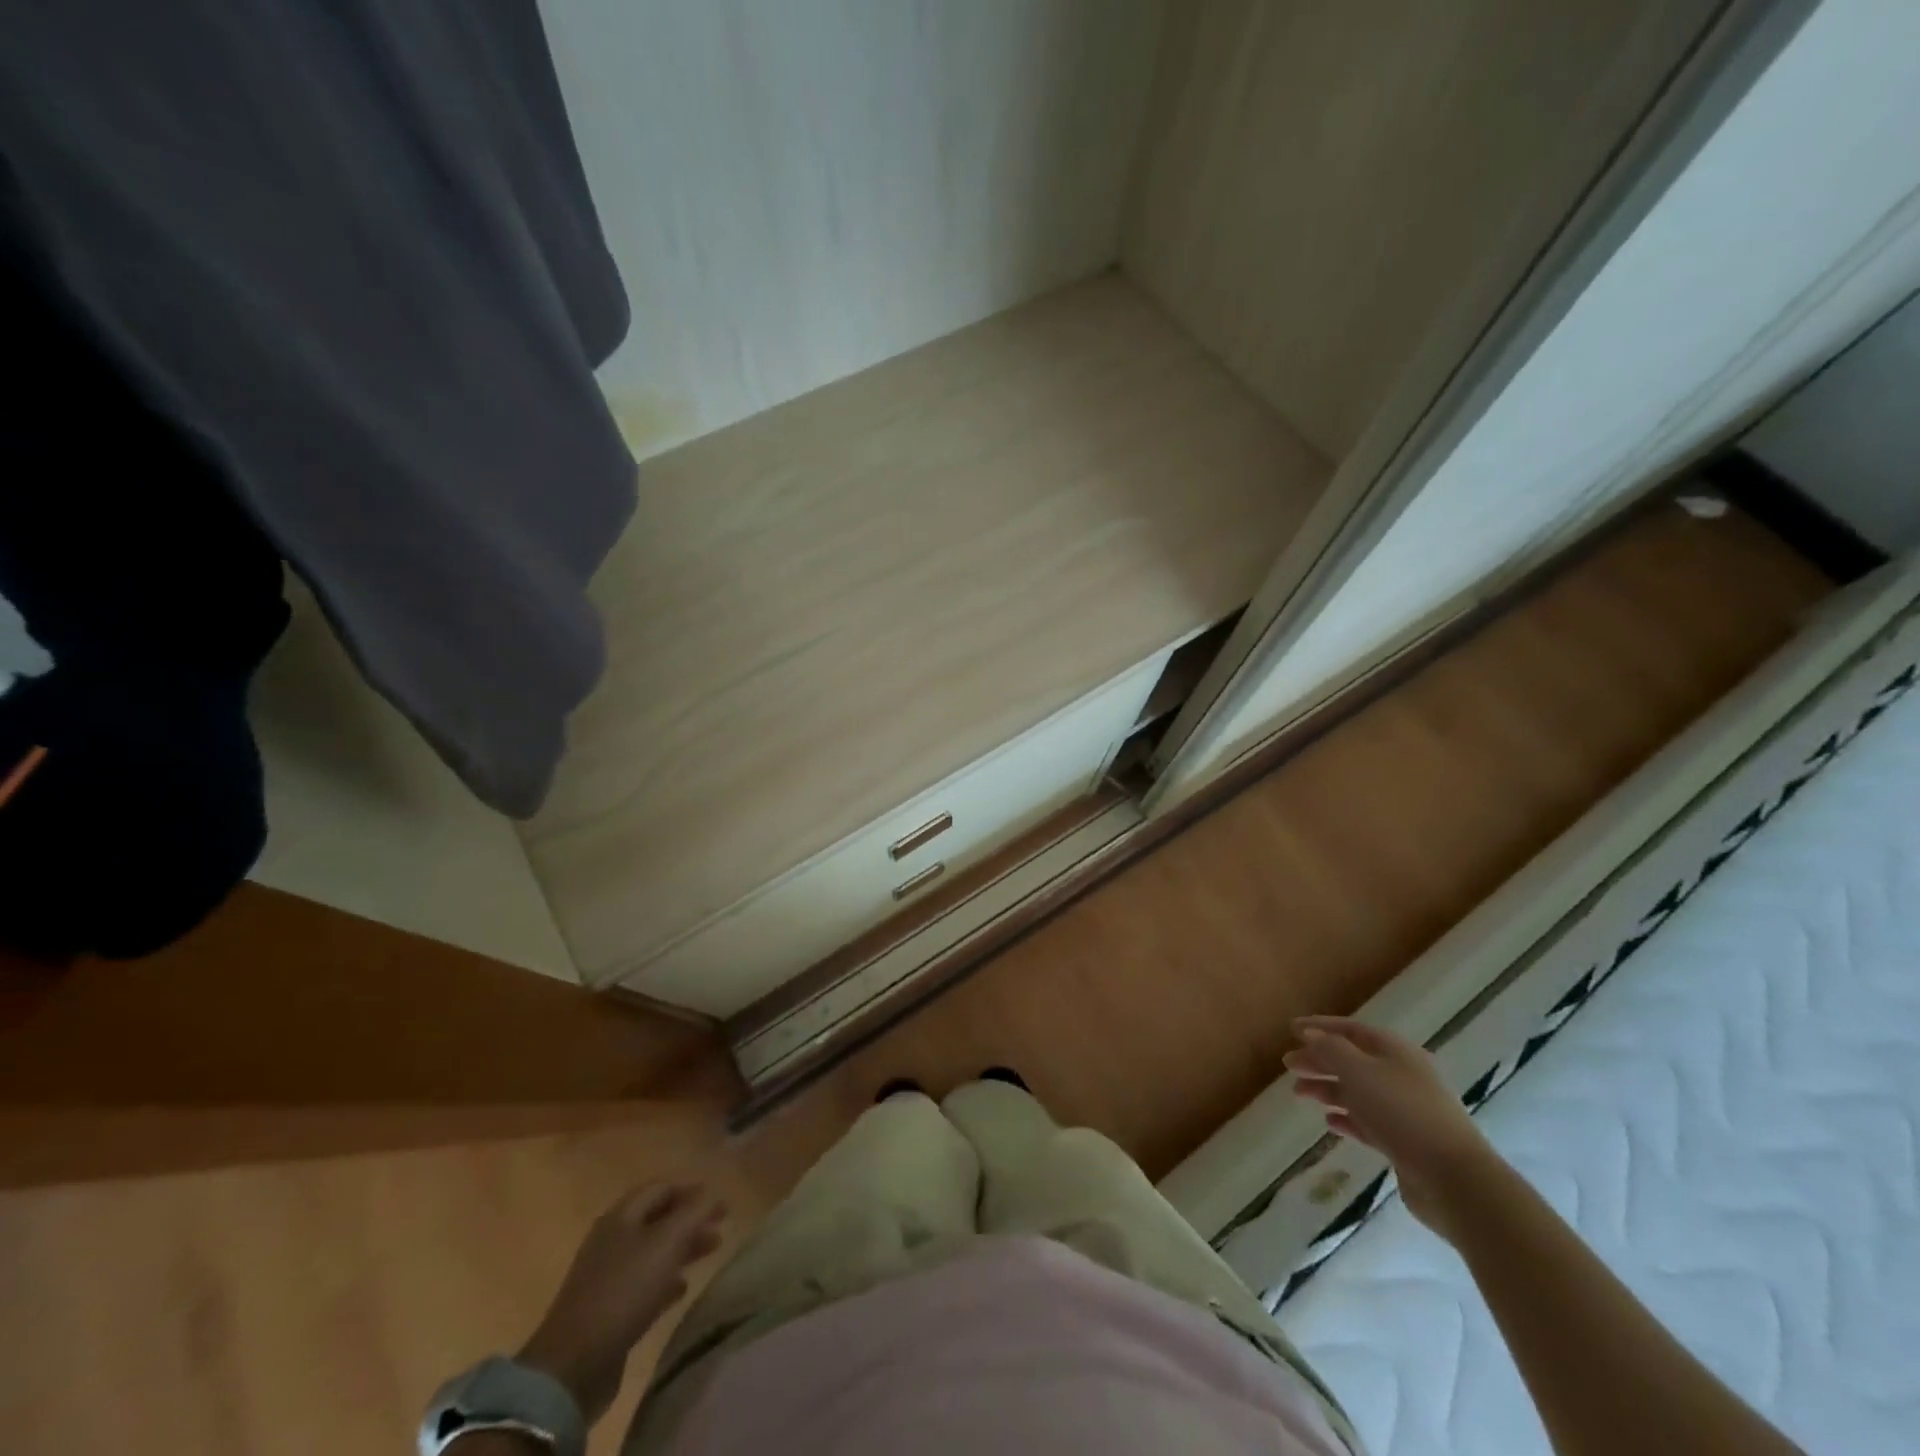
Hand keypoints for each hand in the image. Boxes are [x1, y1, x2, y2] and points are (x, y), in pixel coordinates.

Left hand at [517, 1183, 725, 1423]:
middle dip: (690, 1220)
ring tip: (710, 1253)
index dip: (692, 1191)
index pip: (662, 1188)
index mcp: (621, 1216)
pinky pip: (643, 1284)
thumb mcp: (667, 1242)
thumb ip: (694, 1212)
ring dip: (682, 1249)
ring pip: (653, 1251)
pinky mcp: (607, 1310)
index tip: (720, 1204)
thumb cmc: (624, 1290)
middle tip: (720, 1229)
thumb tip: (714, 1192)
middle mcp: (612, 1239)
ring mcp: (606, 1276)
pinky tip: (682, 1289)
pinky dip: (666, 1280)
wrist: (573, 1365)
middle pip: (657, 1219)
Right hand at [1284, 1016, 1495, 1239]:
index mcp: (1395, 1051)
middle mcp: (1402, 1075)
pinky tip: (1329, 1122)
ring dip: (1327, 1089)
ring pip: (1358, 1091)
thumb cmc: (1402, 1113)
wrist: (1454, 1179)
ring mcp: (1406, 1110)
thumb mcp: (1359, 1071)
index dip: (1319, 1027)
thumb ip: (1330, 1049)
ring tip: (1299, 1095)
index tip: (1290, 1029)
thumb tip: (1310, 1034)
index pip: (1351, 1030)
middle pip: (1352, 1060)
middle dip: (1319, 1060)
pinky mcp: (1406, 1142)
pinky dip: (1347, 1118)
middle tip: (1288, 1065)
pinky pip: (1369, 1122)